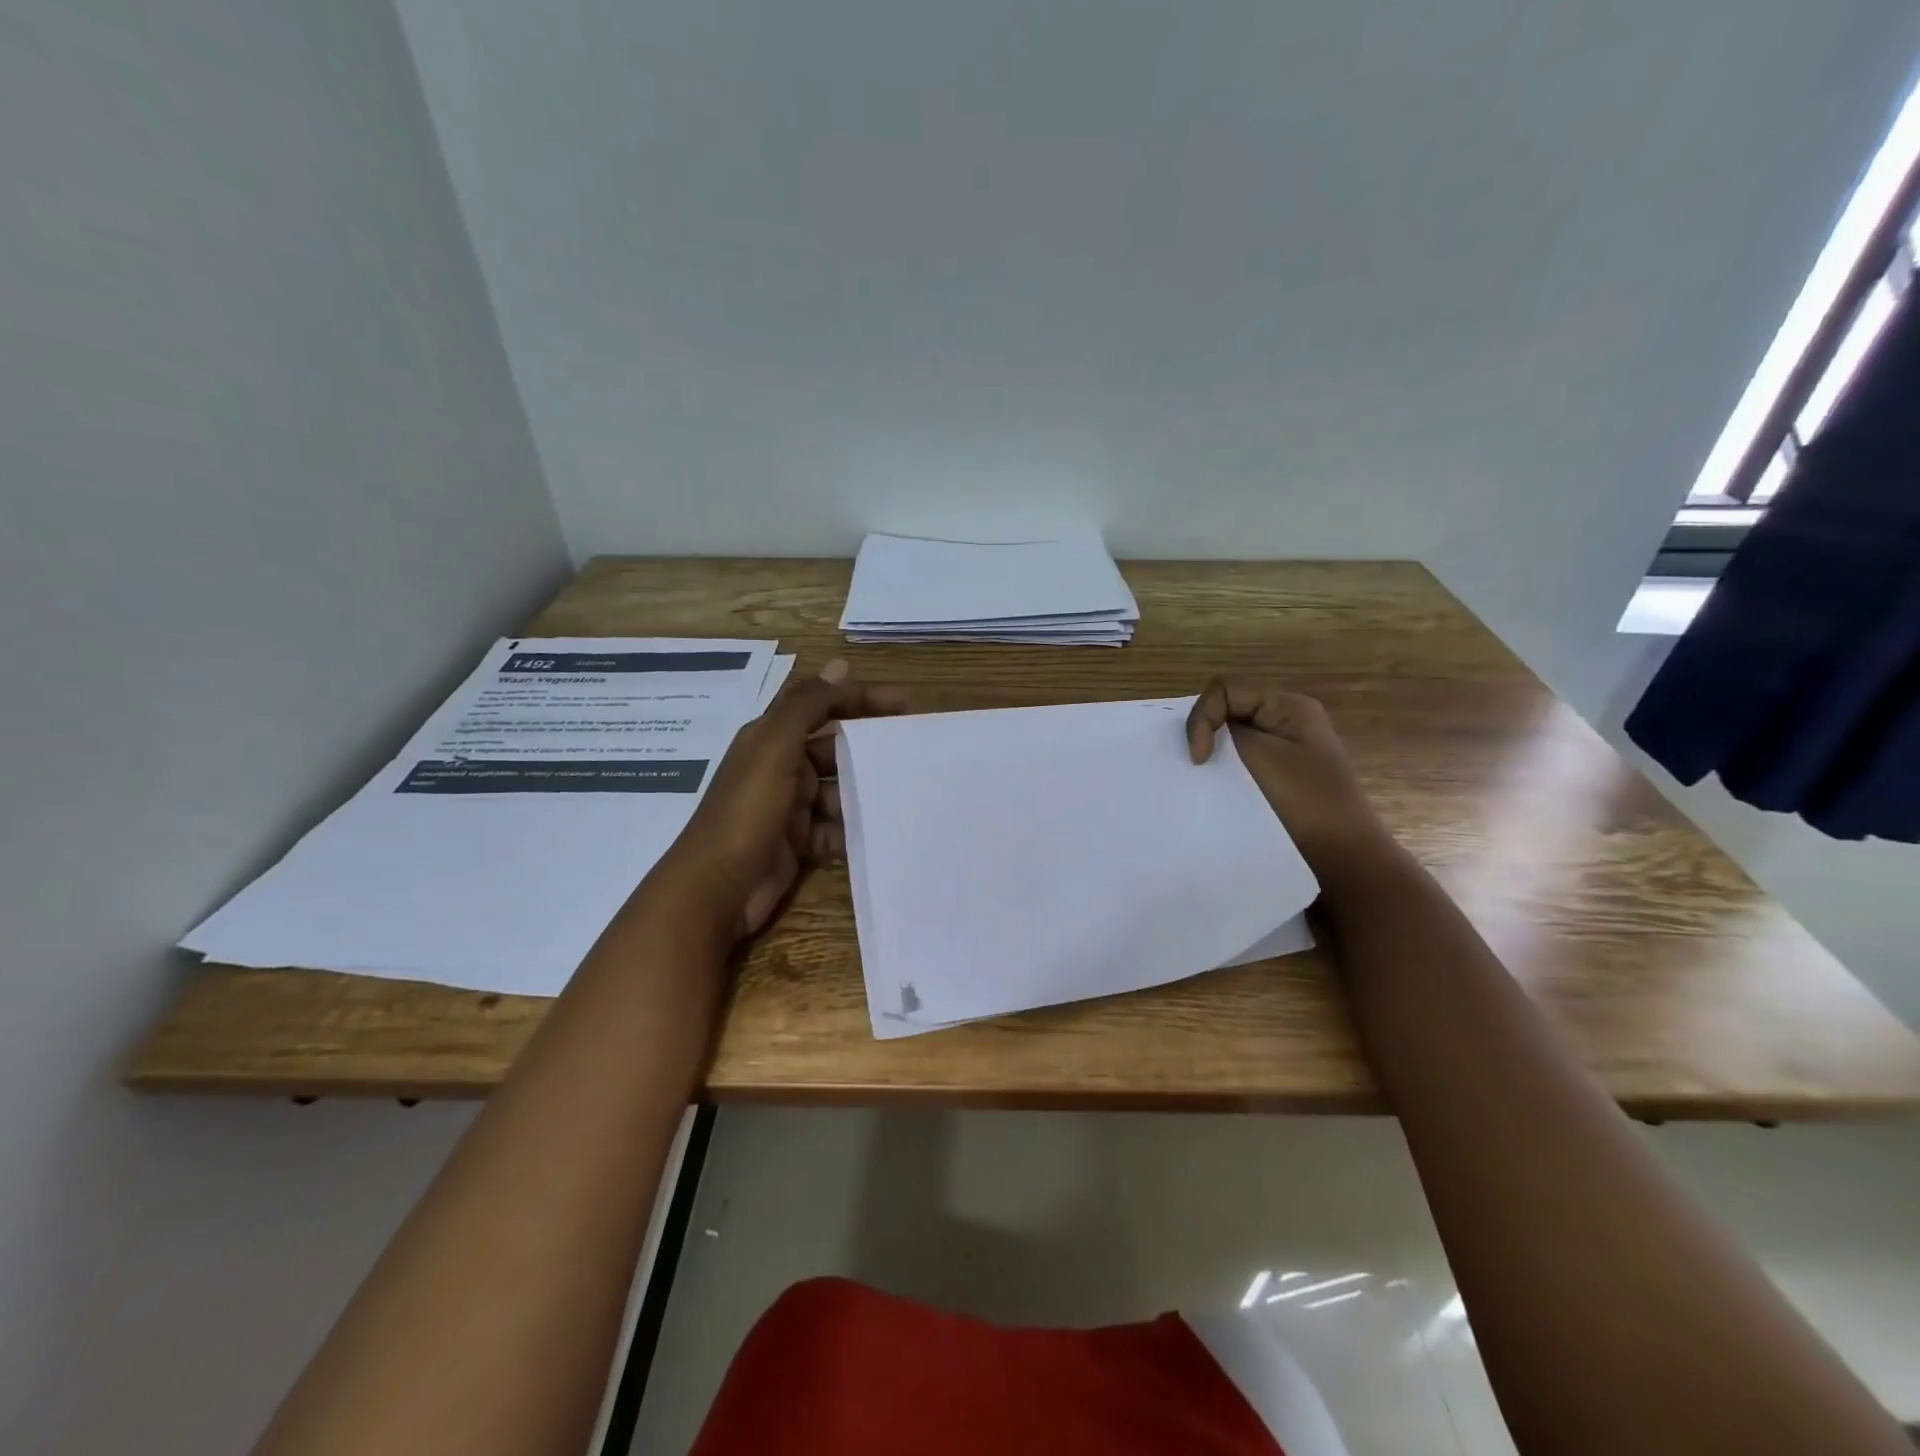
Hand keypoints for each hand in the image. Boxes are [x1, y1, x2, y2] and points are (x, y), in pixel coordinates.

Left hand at [654, 661, 906, 940]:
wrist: (716, 889)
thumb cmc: (746, 811)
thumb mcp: (775, 748)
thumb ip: (807, 705)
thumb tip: (840, 664)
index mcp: (771, 738)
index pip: (822, 706)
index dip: (860, 700)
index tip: (905, 704)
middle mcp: (780, 767)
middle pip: (833, 750)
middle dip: (867, 752)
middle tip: (909, 755)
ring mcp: (788, 807)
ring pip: (837, 792)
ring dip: (862, 794)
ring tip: (900, 797)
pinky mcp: (797, 843)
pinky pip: (833, 829)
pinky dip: (850, 831)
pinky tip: (875, 834)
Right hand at [1185, 677, 1393, 878]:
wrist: (1341, 859)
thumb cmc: (1302, 802)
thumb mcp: (1259, 755)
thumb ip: (1225, 731)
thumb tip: (1209, 733)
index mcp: (1289, 707)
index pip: (1225, 690)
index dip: (1203, 717)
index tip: (1199, 758)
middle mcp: (1289, 721)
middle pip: (1230, 710)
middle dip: (1207, 734)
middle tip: (1198, 766)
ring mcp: (1287, 749)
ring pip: (1234, 737)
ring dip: (1216, 755)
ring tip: (1207, 780)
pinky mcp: (1281, 776)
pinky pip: (1244, 761)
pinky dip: (1226, 771)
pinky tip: (1221, 791)